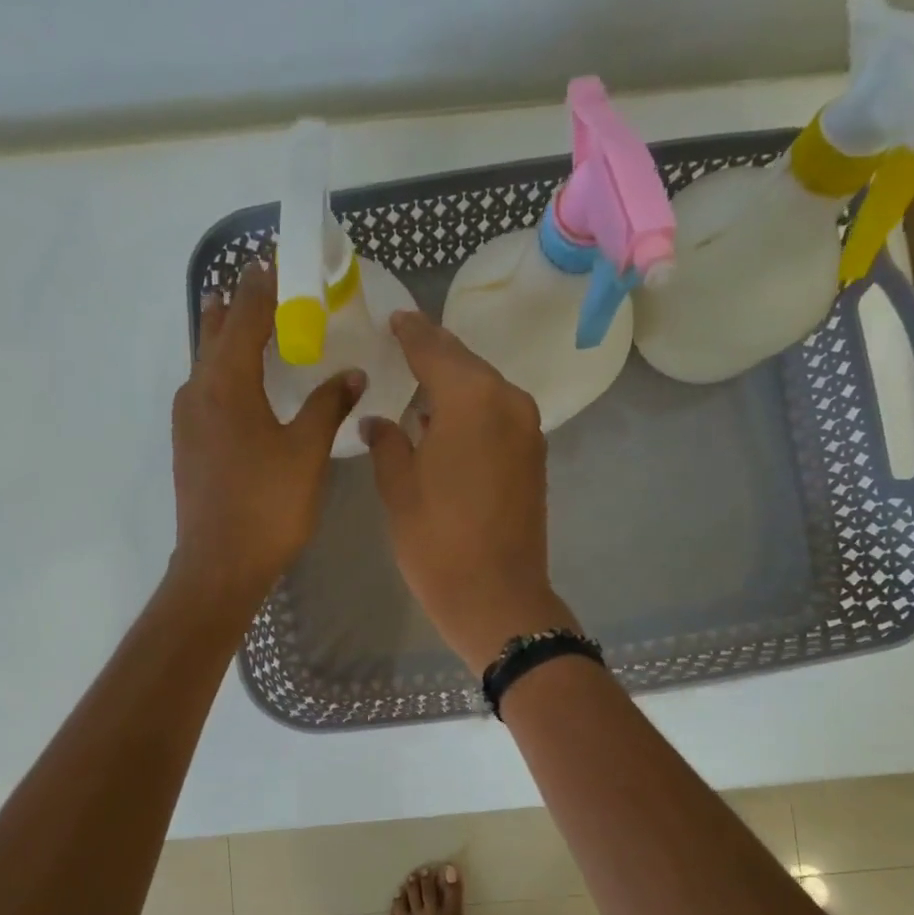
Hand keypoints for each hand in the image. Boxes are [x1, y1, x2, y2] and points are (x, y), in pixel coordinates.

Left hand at [170, 262, 365, 613]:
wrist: (219, 565)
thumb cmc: (267, 506)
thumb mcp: (306, 453)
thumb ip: (328, 406)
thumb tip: (352, 373)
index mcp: (226, 382)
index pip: (246, 313)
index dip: (267, 283)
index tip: (285, 260)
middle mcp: (198, 389)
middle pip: (218, 328)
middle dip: (245, 303)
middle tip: (277, 290)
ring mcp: (187, 418)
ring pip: (208, 360)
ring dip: (233, 337)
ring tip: (262, 328)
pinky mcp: (189, 443)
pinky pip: (207, 388)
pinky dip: (228, 371)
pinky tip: (251, 387)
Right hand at [362, 311, 580, 673]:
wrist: (496, 596)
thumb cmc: (437, 542)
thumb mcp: (399, 489)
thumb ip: (387, 443)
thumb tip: (380, 421)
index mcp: (472, 400)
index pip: (435, 350)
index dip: (411, 333)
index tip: (395, 318)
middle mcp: (508, 403)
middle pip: (466, 365)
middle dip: (434, 354)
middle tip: (403, 342)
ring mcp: (528, 431)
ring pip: (485, 391)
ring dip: (454, 385)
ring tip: (419, 383)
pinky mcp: (533, 457)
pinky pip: (498, 417)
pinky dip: (472, 411)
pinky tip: (446, 422)